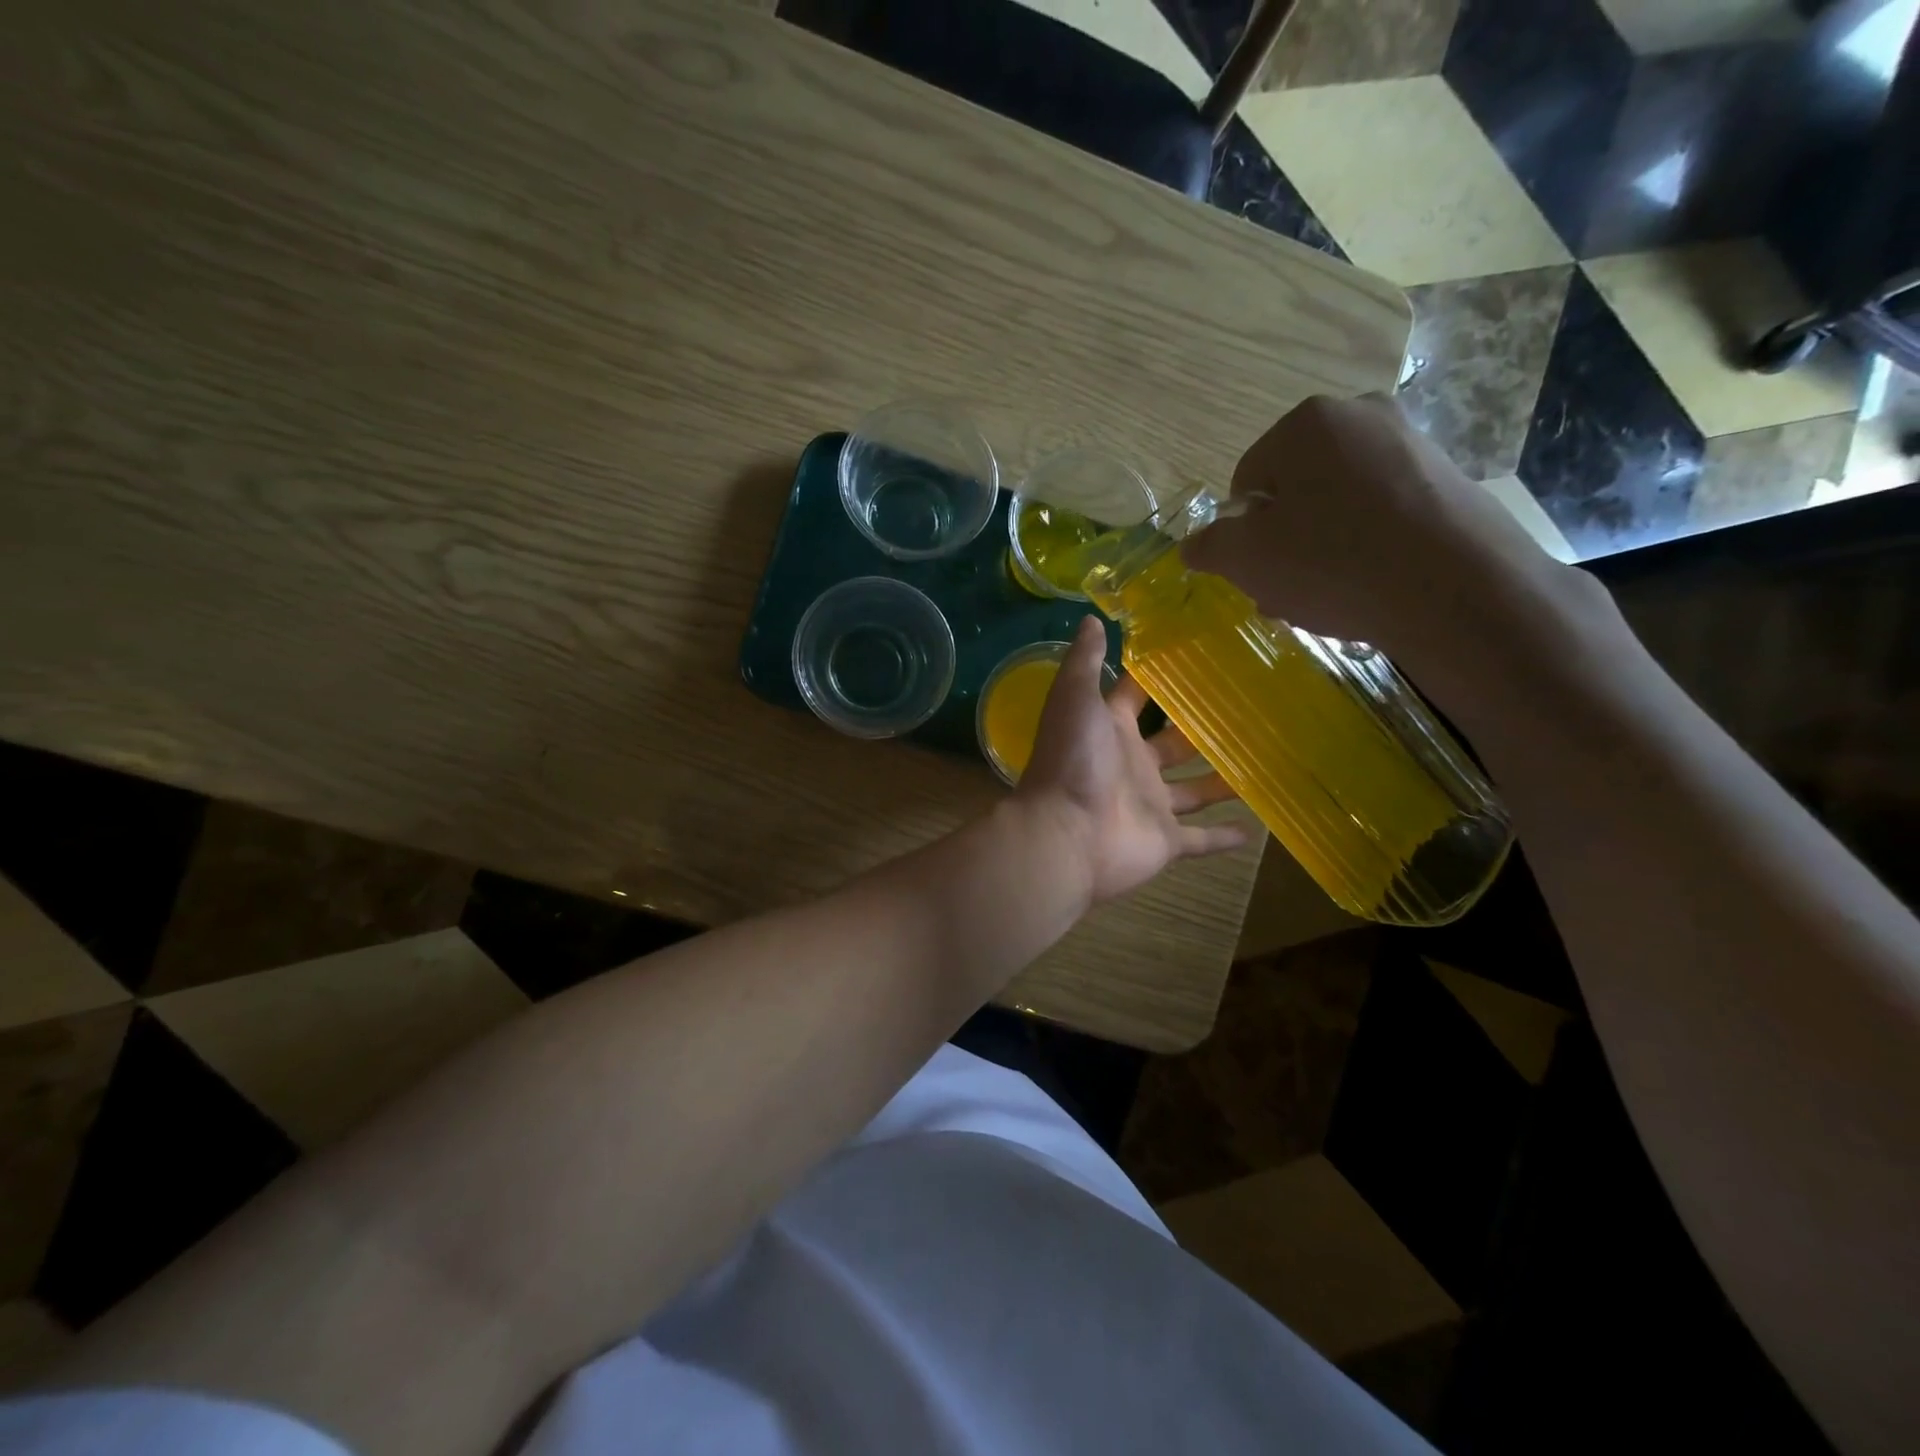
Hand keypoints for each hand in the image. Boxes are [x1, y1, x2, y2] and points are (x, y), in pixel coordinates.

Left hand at [1014, 616, 1248, 905]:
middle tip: (1246, 710)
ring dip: (1221, 780)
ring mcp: (1150, 805)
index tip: (1195, 660)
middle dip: (1199, 730)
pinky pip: (1202, 839)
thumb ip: (1086, 661)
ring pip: (1194, 790)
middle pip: (1173, 744)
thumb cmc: (1072, 760)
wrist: (1066, 834)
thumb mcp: (1075, 698)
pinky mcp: (1166, 841)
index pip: (1136, 698)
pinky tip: (1258, 827)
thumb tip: (1092, 618)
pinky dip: (1226, 837)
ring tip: (1261, 761)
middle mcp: (1133, 765)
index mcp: (1111, 730)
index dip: (1157, 680)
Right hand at [1182, 394, 1568, 664]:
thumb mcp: (1247, 560)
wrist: (1460, 591)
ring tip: (1325, 598)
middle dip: (1281, 543)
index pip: (1245, 480)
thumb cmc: (1335, 563)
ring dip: (1317, 550)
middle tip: (1285, 591)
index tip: (1256, 572)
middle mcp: (1361, 416)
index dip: (1241, 533)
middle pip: (1293, 491)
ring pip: (1336, 505)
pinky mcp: (1447, 480)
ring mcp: (1411, 444)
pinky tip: (1366, 588)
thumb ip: (1210, 547)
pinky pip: (1380, 514)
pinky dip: (1362, 547)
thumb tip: (1192, 545)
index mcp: (1307, 422)